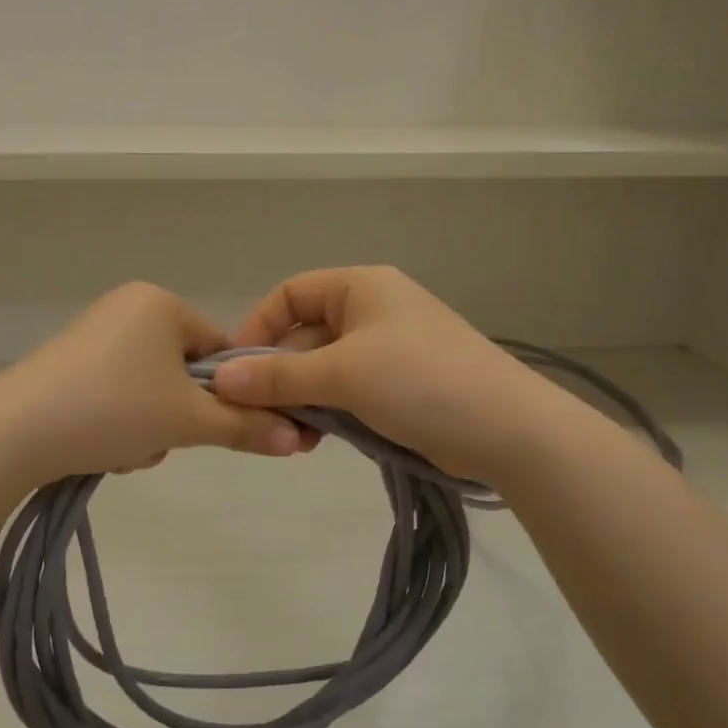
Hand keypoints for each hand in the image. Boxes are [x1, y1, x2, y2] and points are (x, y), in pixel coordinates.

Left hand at [0, 282, 303, 485]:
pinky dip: (120, 421)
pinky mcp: (67, 363)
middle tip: (161, 441)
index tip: (219, 428)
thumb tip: (301, 441)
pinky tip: (101, 446)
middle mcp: (126, 307)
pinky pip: (118, 391)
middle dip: (180, 415)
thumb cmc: (114, 409)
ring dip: (152, 425)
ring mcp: (93, 334)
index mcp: (160, 303)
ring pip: (151, 388)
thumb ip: (247, 427)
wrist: (14, 432)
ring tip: (128, 448)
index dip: (229, 393)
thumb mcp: (188, 421)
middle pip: (184, 371)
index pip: (221, 348)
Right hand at [211, 266, 548, 480]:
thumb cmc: (419, 381)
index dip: (258, 328)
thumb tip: (220, 379)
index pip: (290, 294)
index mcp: (361, 287)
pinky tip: (317, 439)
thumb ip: (278, 376)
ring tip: (293, 436)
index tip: (237, 372)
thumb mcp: (342, 374)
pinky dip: (328, 411)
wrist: (507, 429)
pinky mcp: (399, 385)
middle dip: (279, 375)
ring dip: (301, 399)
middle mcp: (372, 310)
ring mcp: (388, 349)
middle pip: (304, 335)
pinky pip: (347, 391)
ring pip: (323, 369)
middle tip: (263, 416)